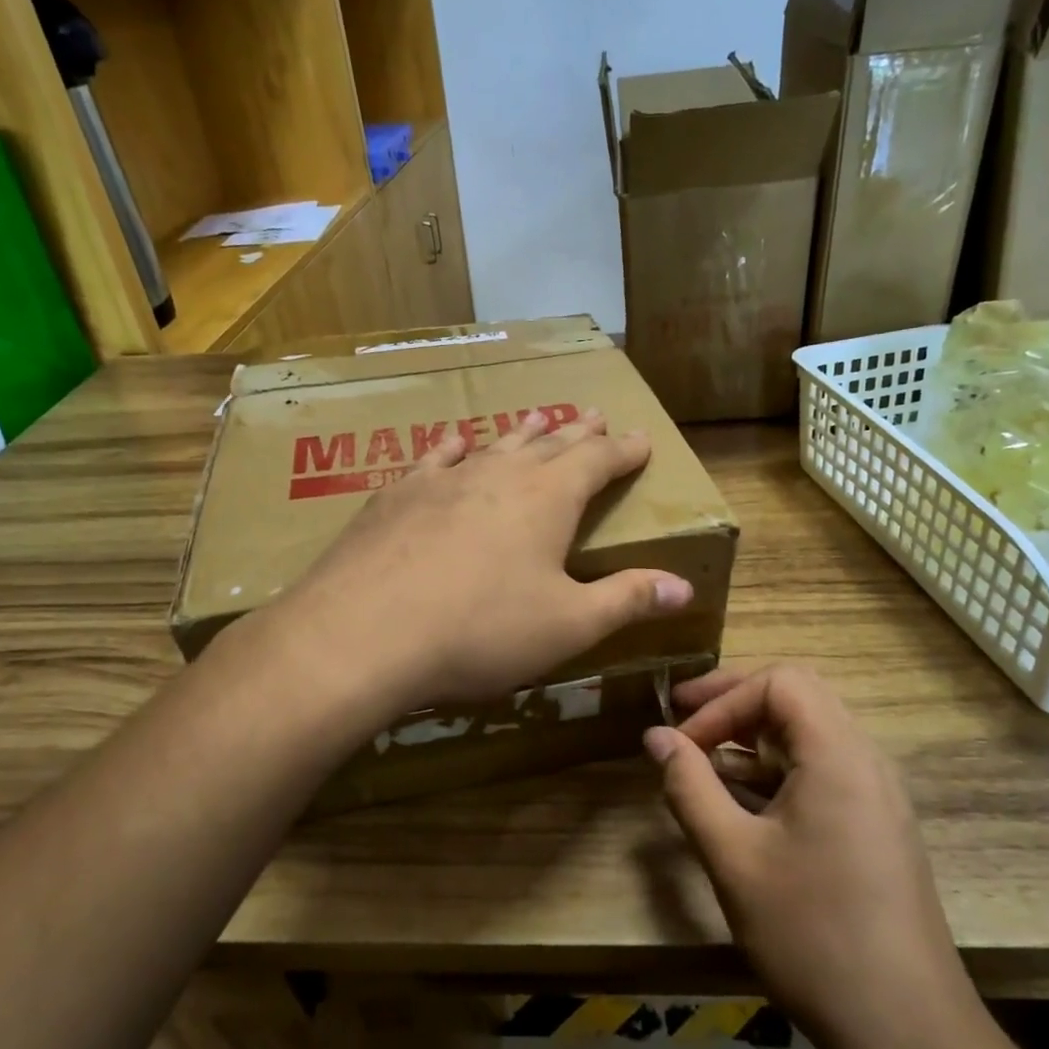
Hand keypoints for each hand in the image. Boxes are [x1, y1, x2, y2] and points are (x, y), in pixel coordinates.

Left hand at [271, 409, 691, 712]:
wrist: (363, 634)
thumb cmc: (480, 631)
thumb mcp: (568, 625)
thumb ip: (627, 600)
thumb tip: (685, 586)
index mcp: (548, 499)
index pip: (598, 461)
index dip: (623, 451)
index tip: (641, 439)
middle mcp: (499, 475)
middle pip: (549, 444)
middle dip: (578, 432)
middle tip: (596, 414)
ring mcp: (443, 480)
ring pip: (494, 445)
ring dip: (522, 433)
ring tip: (538, 417)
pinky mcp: (396, 496)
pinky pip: (434, 459)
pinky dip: (454, 448)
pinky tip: (456, 442)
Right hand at [645, 665, 987, 1048]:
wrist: (907, 1031)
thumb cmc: (813, 936)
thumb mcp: (734, 858)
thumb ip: (689, 786)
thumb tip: (655, 736)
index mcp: (839, 755)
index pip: (779, 682)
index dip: (722, 700)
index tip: (683, 742)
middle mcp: (866, 760)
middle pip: (798, 697)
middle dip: (734, 703)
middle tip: (683, 720)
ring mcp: (877, 794)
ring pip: (810, 734)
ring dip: (753, 737)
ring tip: (703, 761)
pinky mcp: (876, 825)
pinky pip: (821, 770)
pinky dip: (776, 769)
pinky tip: (741, 802)